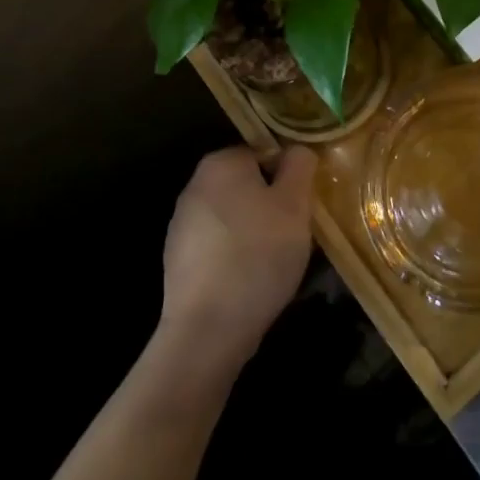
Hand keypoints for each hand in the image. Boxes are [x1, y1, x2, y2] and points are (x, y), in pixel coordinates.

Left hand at [159, 146, 316, 374]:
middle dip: (272, 204)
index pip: (264, 153)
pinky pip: (219, 246)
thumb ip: (299, 166)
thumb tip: (296, 150)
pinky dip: (236, 256)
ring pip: (235, 216)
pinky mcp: (178, 261)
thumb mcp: (295, 203)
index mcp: (221, 163)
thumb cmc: (258, 254)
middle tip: (294, 233)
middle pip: (247, 185)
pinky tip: (251, 281)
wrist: (208, 329)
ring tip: (276, 262)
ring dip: (256, 231)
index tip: (301, 206)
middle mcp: (194, 186)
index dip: (288, 177)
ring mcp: (181, 225)